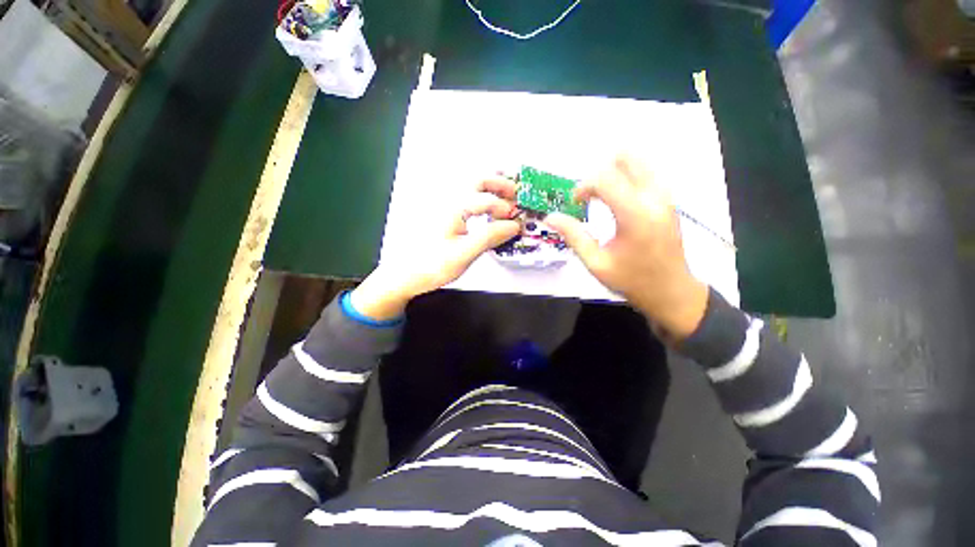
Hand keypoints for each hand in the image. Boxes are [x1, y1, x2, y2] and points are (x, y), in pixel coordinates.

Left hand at [349, 179, 520, 320]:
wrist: (405, 274)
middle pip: (478, 180)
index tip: (517, 222)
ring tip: (506, 196)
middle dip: (500, 184)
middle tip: (517, 195)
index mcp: (453, 207)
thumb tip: (514, 226)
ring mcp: (444, 205)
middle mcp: (448, 199)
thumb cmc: (432, 265)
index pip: (487, 200)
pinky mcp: (443, 213)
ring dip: (490, 187)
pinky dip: (480, 195)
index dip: (506, 210)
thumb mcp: (464, 254)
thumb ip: (490, 237)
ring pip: (470, 186)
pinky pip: (466, 196)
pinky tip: (486, 207)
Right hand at [545, 155, 708, 340]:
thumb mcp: (595, 262)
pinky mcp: (669, 200)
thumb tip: (550, 217)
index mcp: (635, 215)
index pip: (605, 178)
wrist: (671, 291)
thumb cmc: (631, 280)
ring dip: (615, 174)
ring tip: (603, 198)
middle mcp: (654, 198)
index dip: (583, 186)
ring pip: (639, 162)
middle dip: (600, 173)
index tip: (575, 203)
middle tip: (590, 196)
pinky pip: (646, 174)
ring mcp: (666, 196)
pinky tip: (618, 202)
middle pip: (626, 158)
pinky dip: (627, 180)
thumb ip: (573, 236)